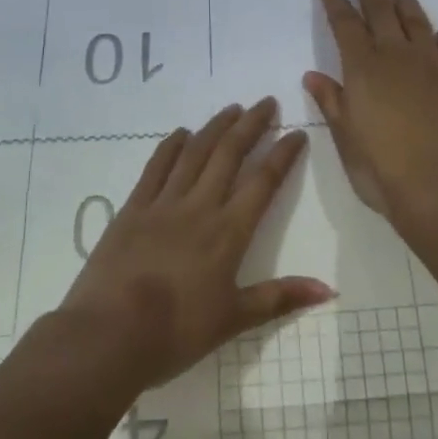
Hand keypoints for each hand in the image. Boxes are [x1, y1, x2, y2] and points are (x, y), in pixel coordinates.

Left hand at [58, 98, 333, 389]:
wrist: (108, 335)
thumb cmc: (176, 333)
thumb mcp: (234, 320)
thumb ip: (280, 298)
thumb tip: (328, 289)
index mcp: (228, 232)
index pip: (263, 182)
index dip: (282, 155)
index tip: (296, 133)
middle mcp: (199, 206)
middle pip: (229, 154)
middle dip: (251, 125)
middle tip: (266, 103)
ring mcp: (163, 204)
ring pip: (195, 153)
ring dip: (215, 127)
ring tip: (232, 108)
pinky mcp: (133, 208)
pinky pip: (156, 167)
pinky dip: (171, 146)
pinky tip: (181, 133)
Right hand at [305, 0, 437, 225]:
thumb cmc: (383, 170)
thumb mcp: (346, 140)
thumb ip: (332, 103)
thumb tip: (313, 75)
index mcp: (363, 69)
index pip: (345, 25)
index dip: (336, 5)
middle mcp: (397, 56)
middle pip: (381, 11)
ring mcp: (434, 65)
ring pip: (417, 22)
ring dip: (405, 2)